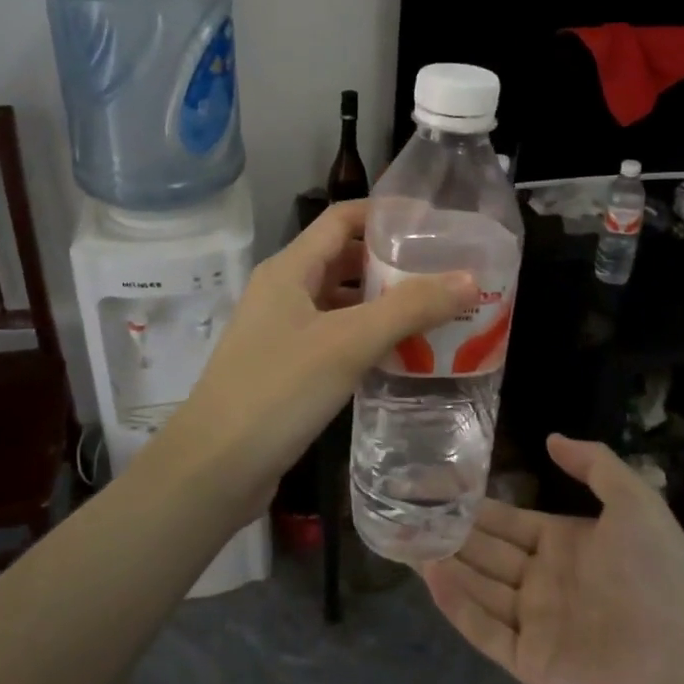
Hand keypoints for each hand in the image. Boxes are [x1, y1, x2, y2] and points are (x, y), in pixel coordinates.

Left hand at [156, 201, 475, 501]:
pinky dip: (368, 337)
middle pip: (343, 259)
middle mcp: (283, 291)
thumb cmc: (278, 391)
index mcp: (289, 269)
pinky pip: (335, 337)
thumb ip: (409, 308)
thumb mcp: (348, 343)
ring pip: (340, 302)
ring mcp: (282, 332)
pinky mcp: (286, 368)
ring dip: (383, 303)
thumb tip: (469, 279)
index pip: (342, 219)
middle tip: (444, 271)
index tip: (434, 223)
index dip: (386, 214)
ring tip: (436, 311)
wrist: (214, 469)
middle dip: (392, 262)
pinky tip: (402, 354)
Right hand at [422, 434, 683, 683]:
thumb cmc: (659, 571)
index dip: (473, 504)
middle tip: (403, 510)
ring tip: (403, 539)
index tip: (435, 485)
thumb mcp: (633, 498)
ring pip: (478, 587)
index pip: (506, 521)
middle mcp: (542, 581)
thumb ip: (593, 463)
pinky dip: (458, 605)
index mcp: (563, 544)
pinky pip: (485, 631)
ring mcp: (534, 623)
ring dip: (444, 564)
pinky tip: (432, 576)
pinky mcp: (530, 662)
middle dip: (448, 532)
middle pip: (485, 552)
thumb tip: (551, 437)